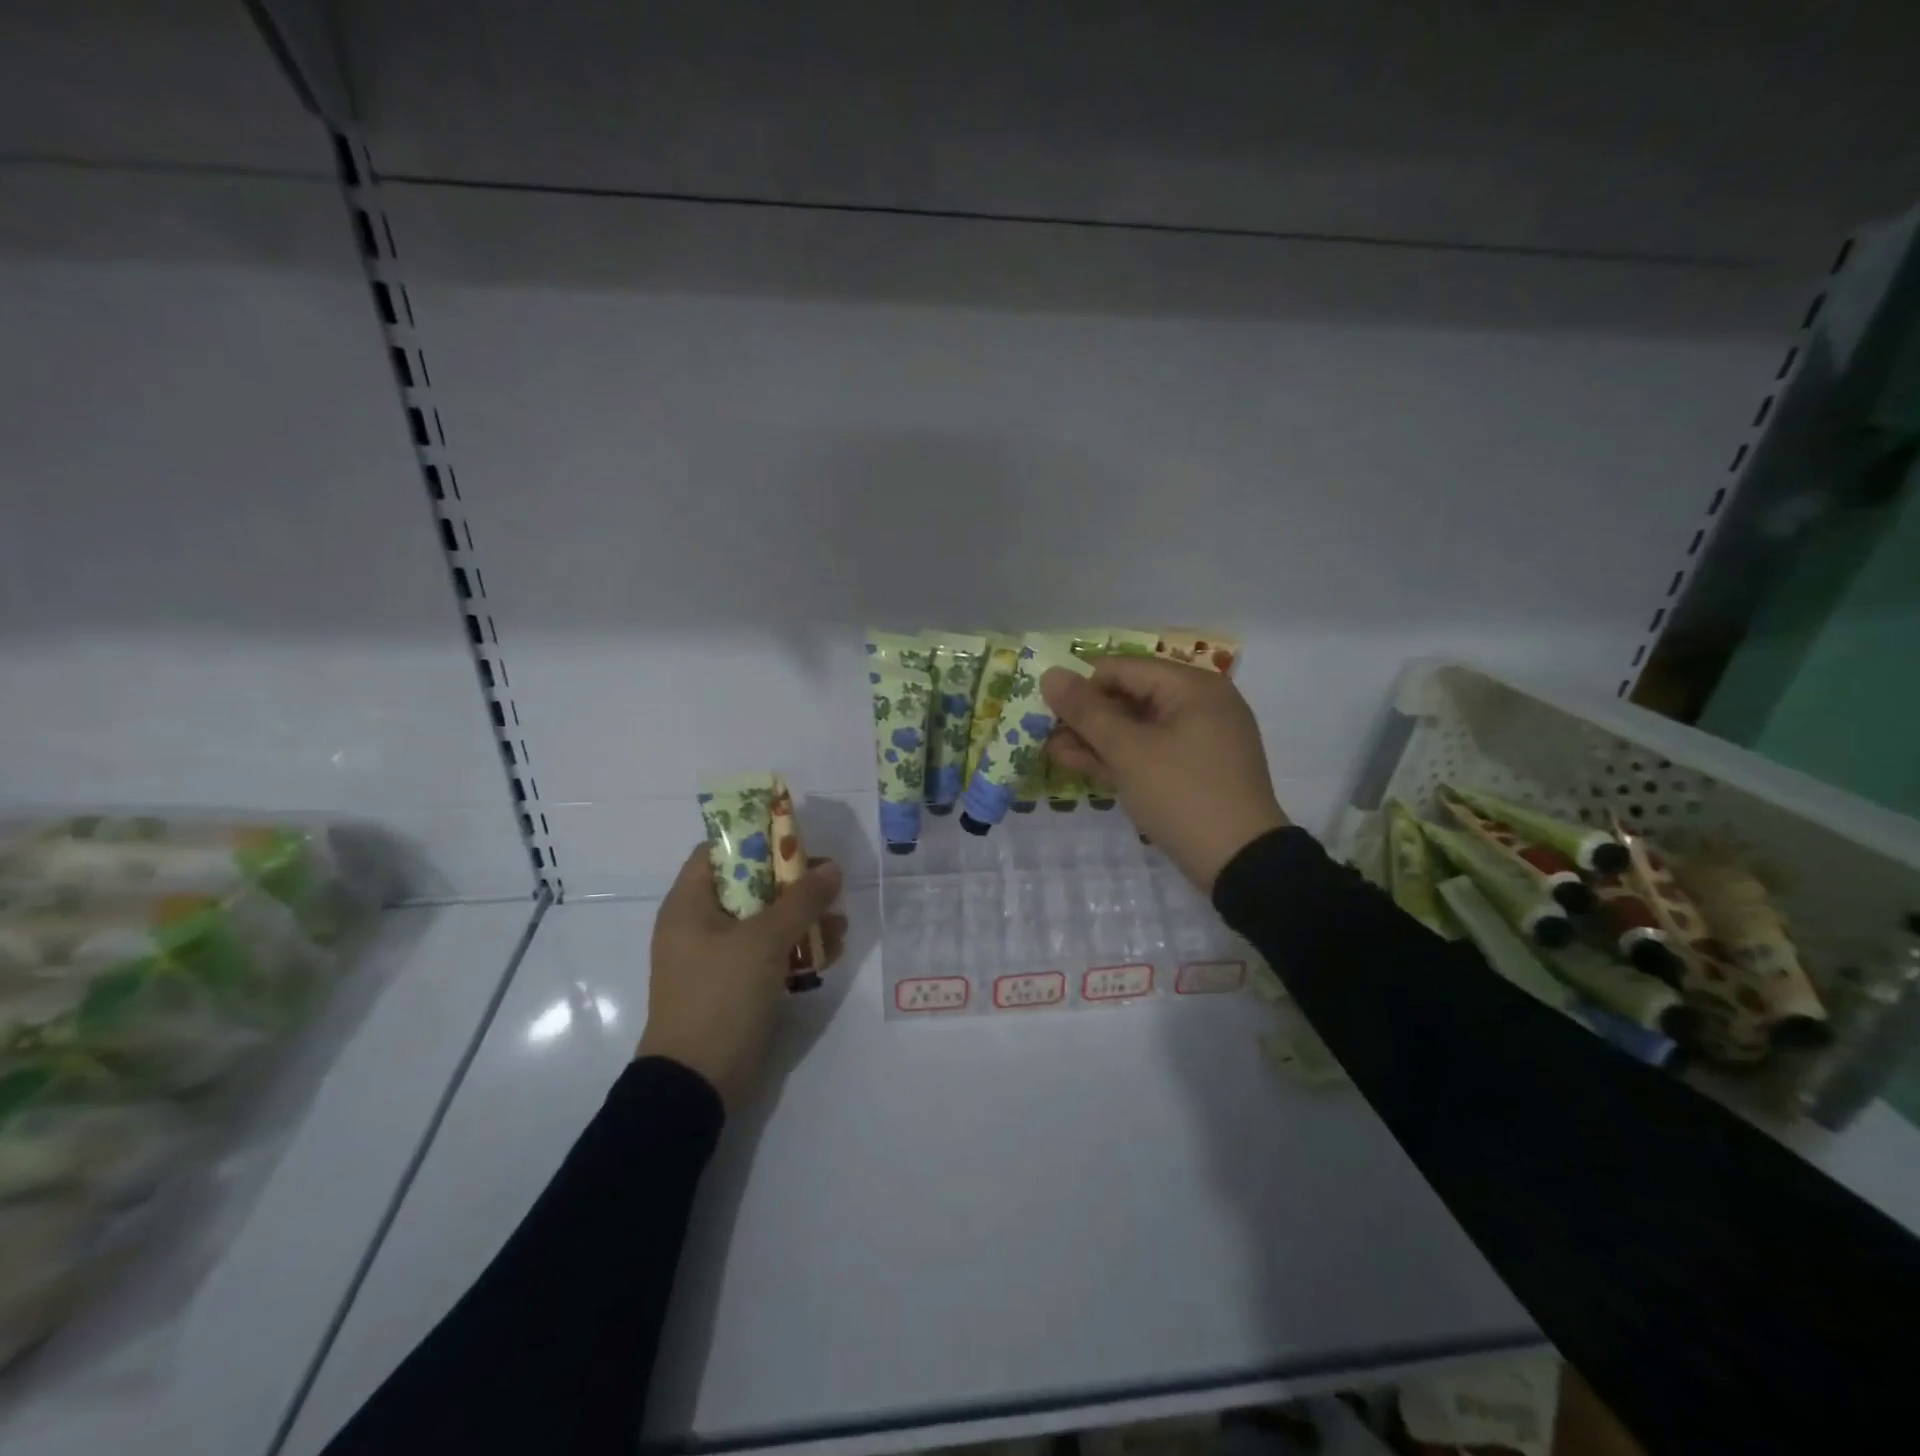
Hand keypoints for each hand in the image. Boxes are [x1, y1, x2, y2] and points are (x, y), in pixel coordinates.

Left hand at [638, 845, 845, 1112]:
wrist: (697, 1083)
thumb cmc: (720, 996)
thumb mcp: (763, 941)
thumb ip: (801, 900)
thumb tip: (832, 868)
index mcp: (689, 905)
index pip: (717, 852)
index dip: (755, 839)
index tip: (795, 839)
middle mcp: (701, 925)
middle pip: (750, 885)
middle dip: (793, 883)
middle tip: (828, 882)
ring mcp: (719, 957)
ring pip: (766, 920)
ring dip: (804, 917)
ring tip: (840, 923)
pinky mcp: (738, 985)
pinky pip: (771, 953)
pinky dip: (799, 948)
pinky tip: (832, 952)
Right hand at [1042, 658, 1287, 891]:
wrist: (1240, 864)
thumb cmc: (1182, 795)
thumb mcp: (1128, 752)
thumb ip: (1086, 712)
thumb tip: (1050, 674)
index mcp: (1193, 687)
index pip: (1123, 669)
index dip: (1081, 684)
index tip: (1044, 706)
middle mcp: (1199, 704)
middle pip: (1130, 696)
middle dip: (1086, 715)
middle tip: (1043, 731)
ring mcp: (1198, 740)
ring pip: (1137, 727)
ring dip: (1095, 738)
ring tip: (1052, 750)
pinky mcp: (1194, 770)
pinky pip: (1150, 751)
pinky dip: (1118, 756)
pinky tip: (1078, 763)